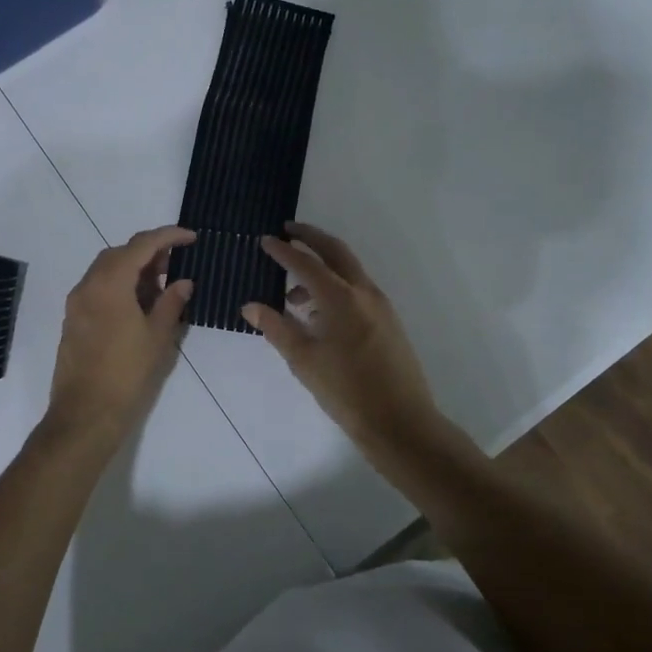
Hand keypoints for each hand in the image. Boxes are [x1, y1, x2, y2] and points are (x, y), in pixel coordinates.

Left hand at [42, 225, 194, 452]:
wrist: (85, 414)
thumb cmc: (127, 374)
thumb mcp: (158, 337)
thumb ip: (171, 303)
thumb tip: (182, 282)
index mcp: (110, 283)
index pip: (141, 245)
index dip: (168, 236)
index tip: (191, 237)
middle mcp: (88, 285)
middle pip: (119, 253)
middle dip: (148, 252)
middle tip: (176, 264)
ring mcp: (76, 304)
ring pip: (106, 270)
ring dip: (133, 270)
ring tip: (160, 287)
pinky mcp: (73, 321)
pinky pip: (97, 289)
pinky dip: (119, 286)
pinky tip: (138, 306)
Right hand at [243, 222, 449, 456]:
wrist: (400, 421)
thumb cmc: (345, 391)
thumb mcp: (303, 360)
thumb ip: (276, 328)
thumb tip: (250, 305)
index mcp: (340, 298)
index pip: (305, 263)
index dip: (283, 251)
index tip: (265, 240)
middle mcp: (363, 292)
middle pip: (335, 251)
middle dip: (311, 237)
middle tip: (288, 230)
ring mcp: (380, 305)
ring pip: (348, 271)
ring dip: (322, 267)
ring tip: (292, 290)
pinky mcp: (387, 320)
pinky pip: (357, 290)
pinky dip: (335, 287)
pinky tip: (318, 314)